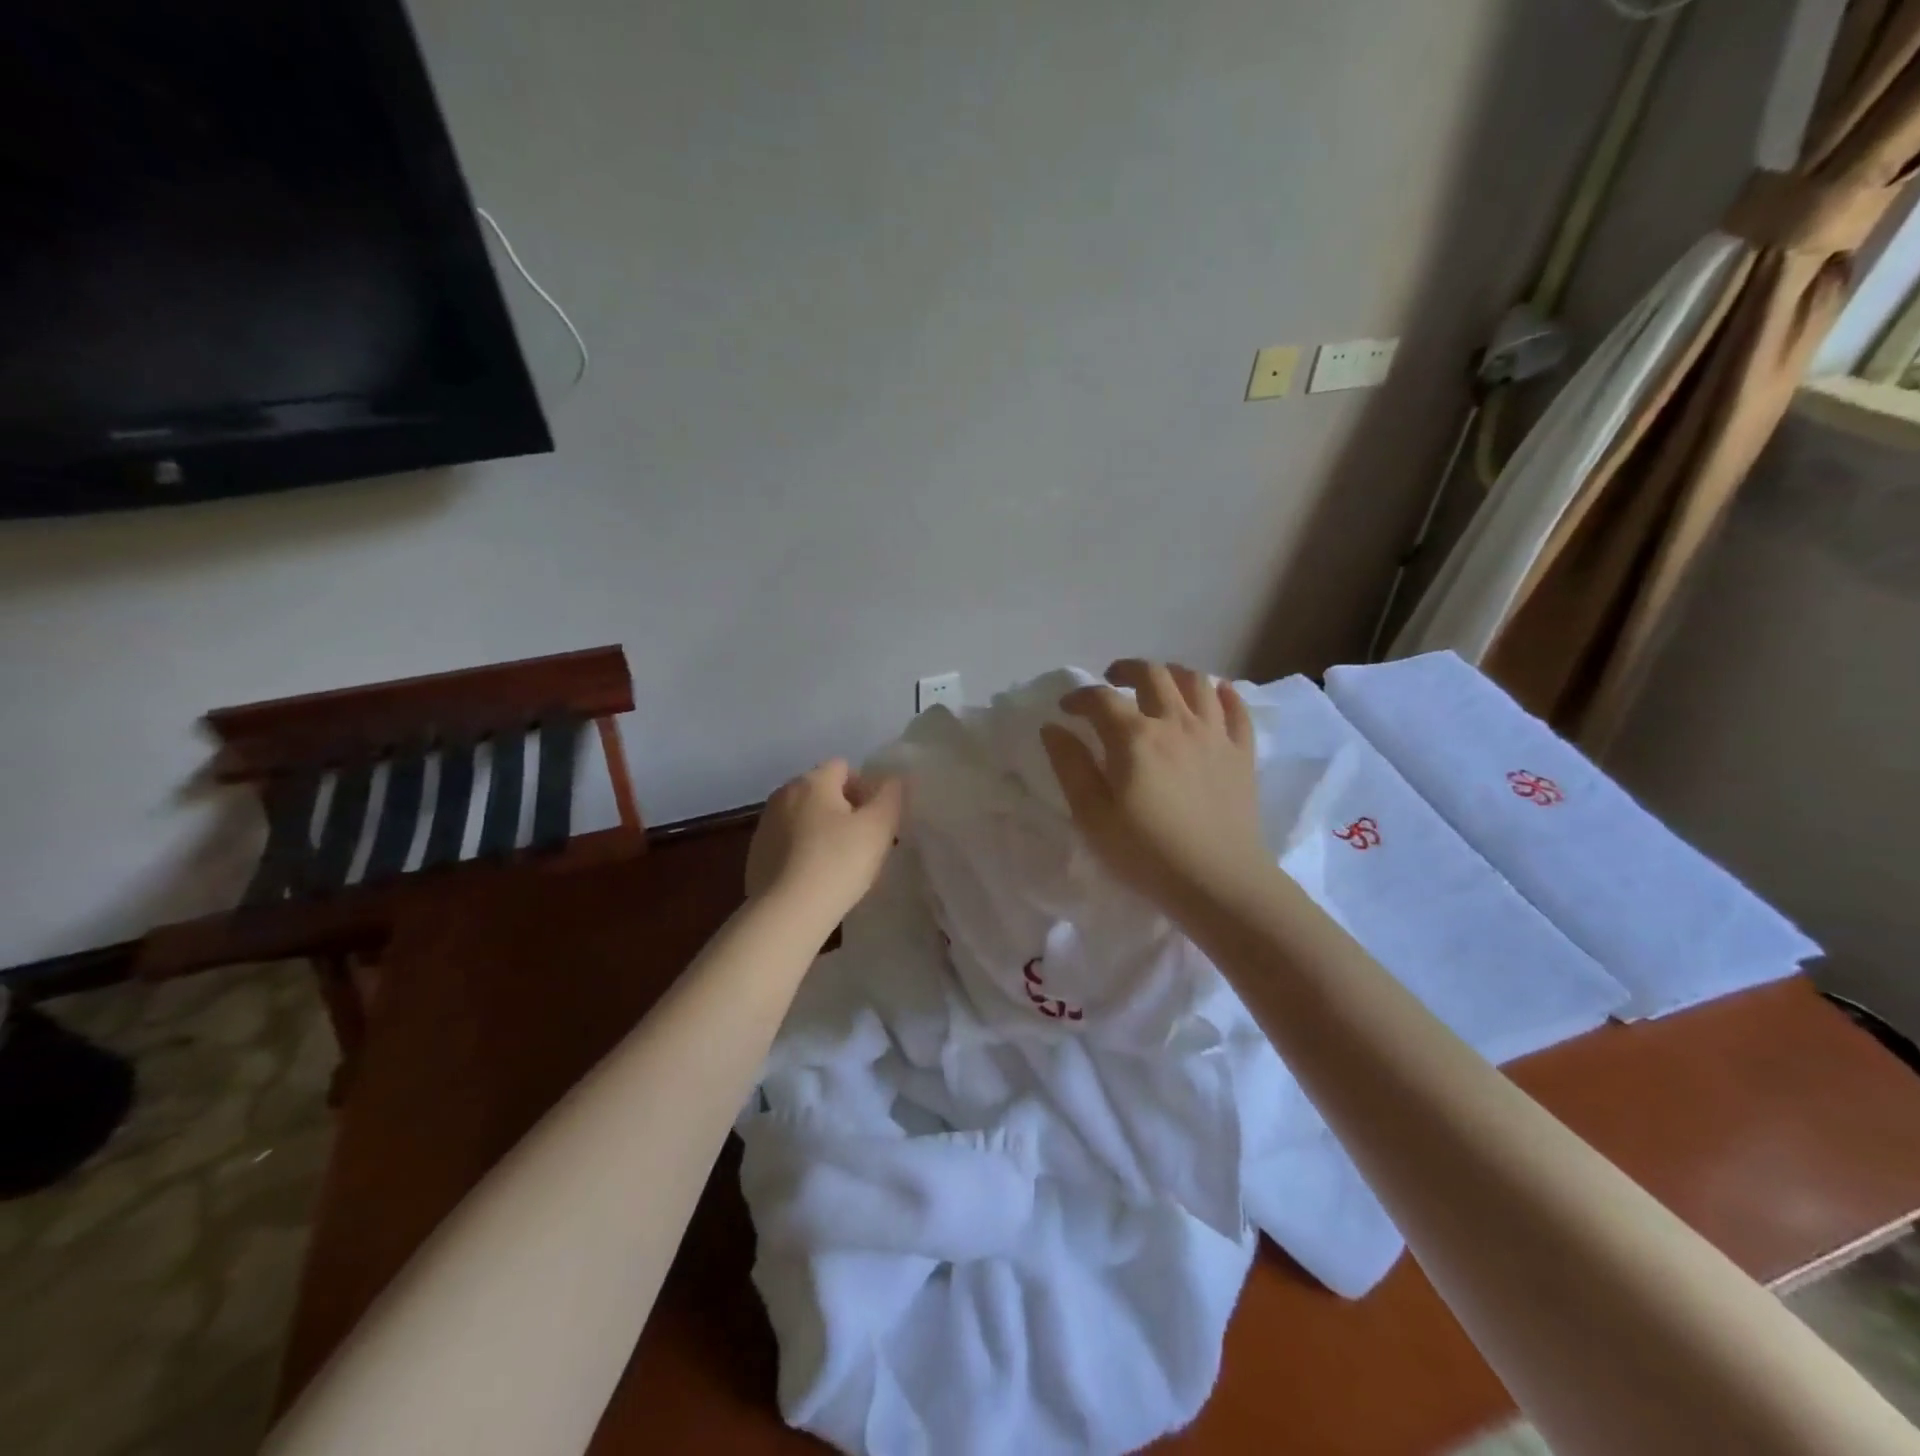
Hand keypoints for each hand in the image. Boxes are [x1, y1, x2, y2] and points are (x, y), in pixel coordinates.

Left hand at [746, 759, 903, 920]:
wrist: (786, 913)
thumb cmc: (837, 863)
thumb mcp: (879, 827)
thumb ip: (890, 796)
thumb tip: (890, 780)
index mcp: (812, 781)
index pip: (844, 767)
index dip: (866, 789)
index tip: (877, 820)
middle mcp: (783, 794)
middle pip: (823, 791)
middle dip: (846, 810)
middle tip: (865, 842)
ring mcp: (765, 824)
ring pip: (805, 817)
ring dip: (824, 831)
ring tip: (841, 864)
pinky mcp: (756, 854)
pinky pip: (789, 842)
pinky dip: (804, 851)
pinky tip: (816, 878)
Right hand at [1041, 660, 1271, 915]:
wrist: (1219, 882)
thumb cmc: (1147, 854)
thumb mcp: (1092, 816)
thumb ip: (1070, 766)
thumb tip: (1053, 728)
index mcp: (1134, 737)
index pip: (1100, 698)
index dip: (1078, 697)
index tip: (1066, 710)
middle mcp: (1176, 722)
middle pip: (1152, 674)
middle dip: (1126, 670)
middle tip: (1112, 681)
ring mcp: (1215, 734)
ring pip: (1196, 681)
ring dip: (1172, 674)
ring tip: (1160, 684)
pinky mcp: (1242, 752)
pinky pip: (1236, 708)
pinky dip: (1223, 694)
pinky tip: (1214, 695)